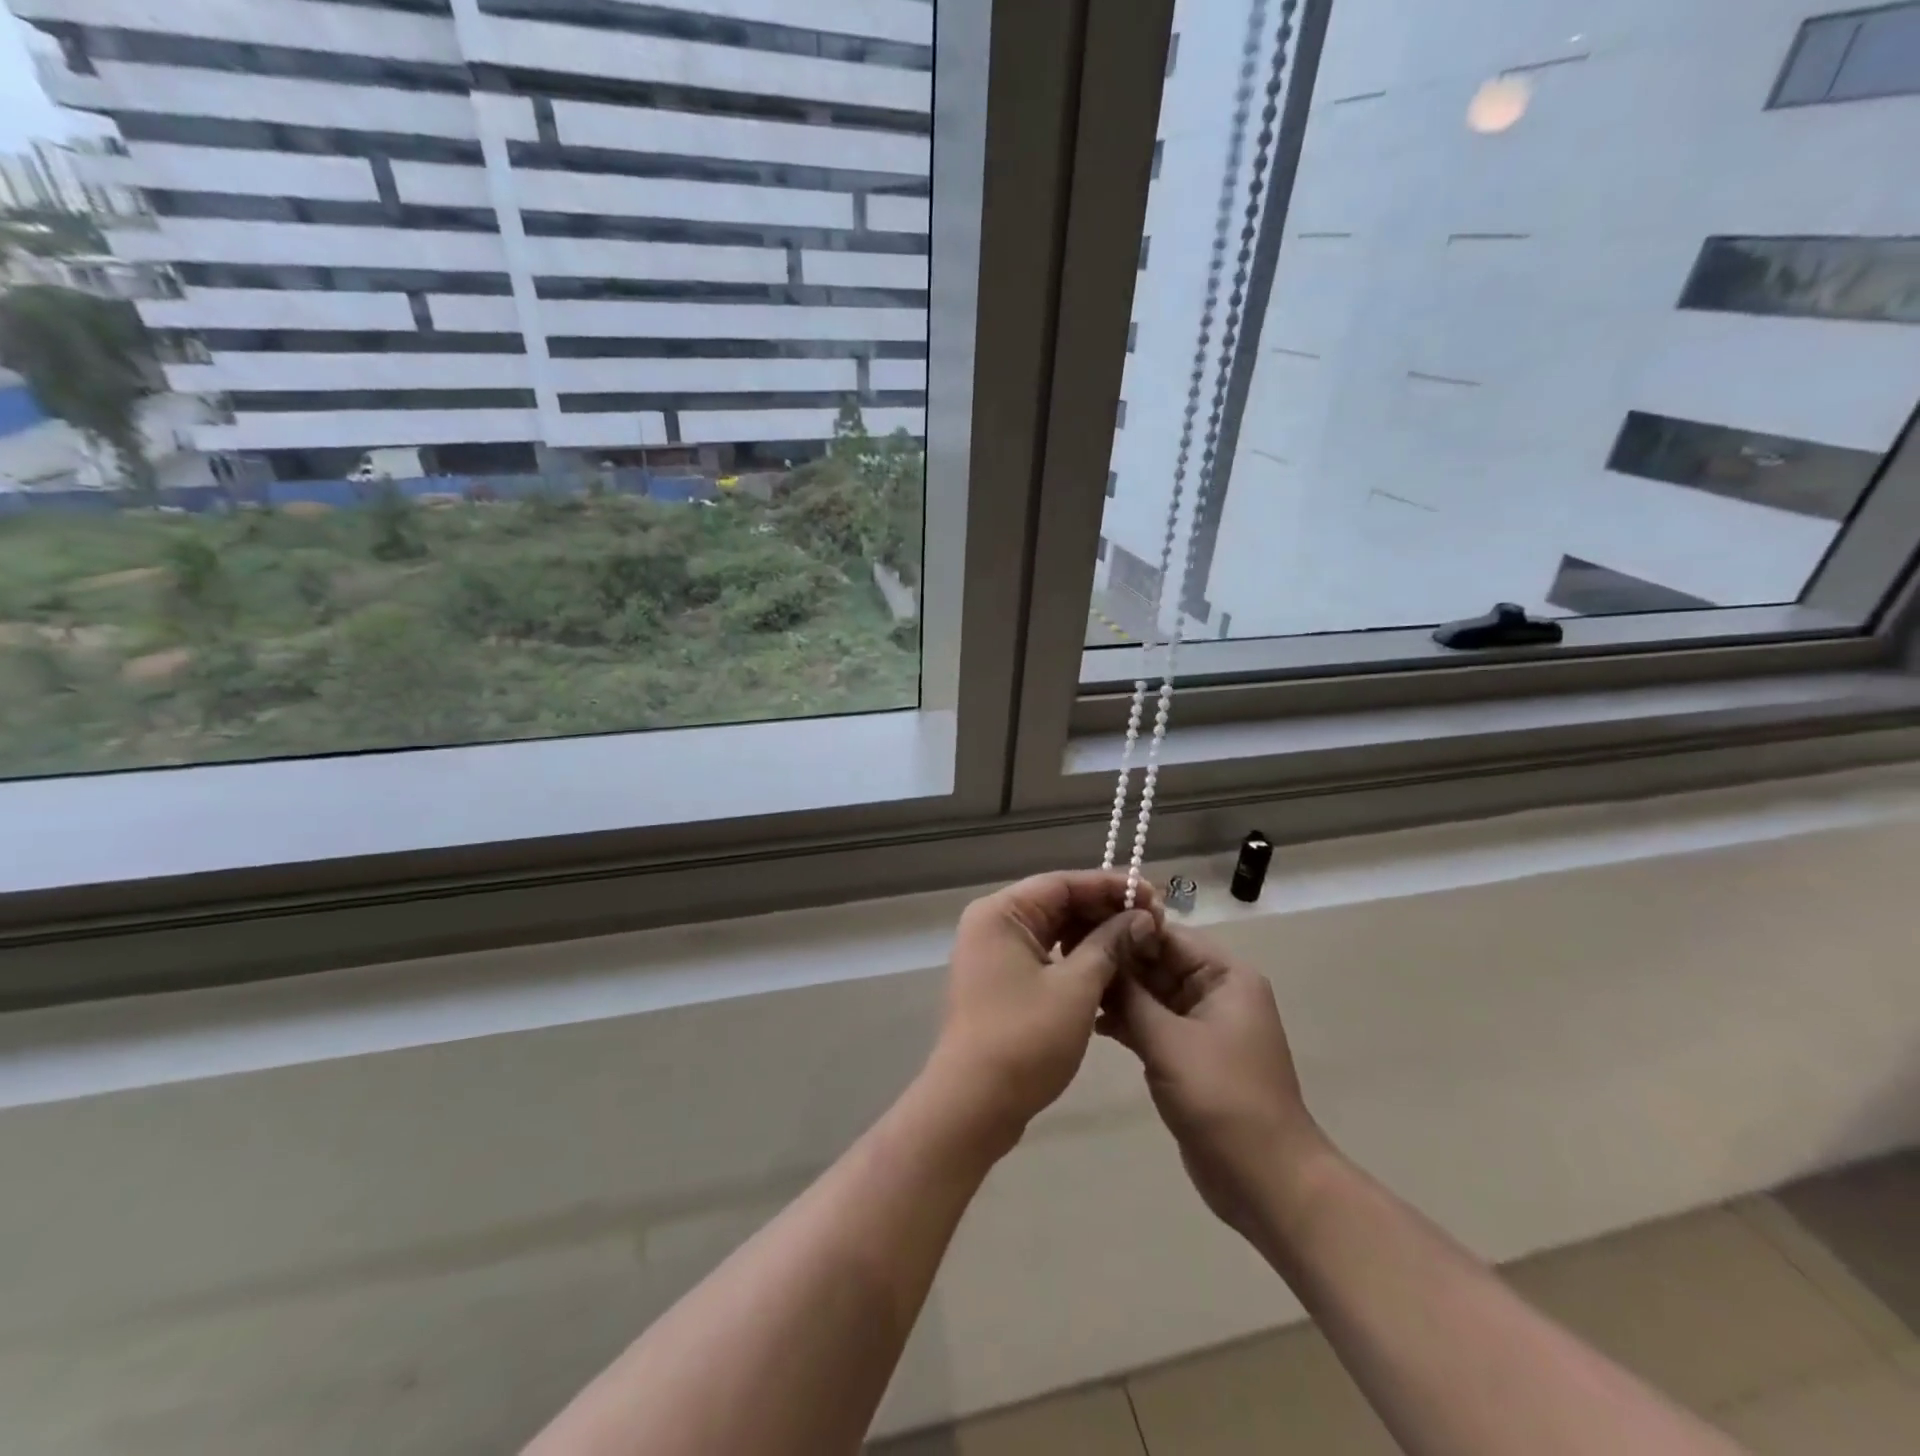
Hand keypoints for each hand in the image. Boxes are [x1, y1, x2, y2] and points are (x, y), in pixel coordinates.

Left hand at [927, 871, 1162, 1147]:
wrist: (973, 1105)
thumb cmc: (1025, 1039)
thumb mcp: (1077, 988)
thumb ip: (1110, 945)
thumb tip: (1141, 919)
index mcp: (1001, 912)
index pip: (1063, 883)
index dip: (1111, 886)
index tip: (1153, 896)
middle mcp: (992, 923)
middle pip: (1057, 903)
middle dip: (1105, 911)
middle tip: (1153, 922)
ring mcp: (993, 954)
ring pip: (1053, 931)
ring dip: (1094, 936)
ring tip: (1139, 943)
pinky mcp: (1000, 981)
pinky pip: (1044, 955)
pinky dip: (1076, 958)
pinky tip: (1111, 969)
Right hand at [1098, 925, 1332, 1245]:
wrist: (1265, 1180)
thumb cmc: (1221, 1097)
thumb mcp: (1168, 1040)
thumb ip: (1130, 996)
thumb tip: (1100, 954)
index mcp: (1225, 976)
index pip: (1169, 936)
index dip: (1126, 930)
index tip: (1080, 928)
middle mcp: (1217, 992)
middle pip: (1160, 963)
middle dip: (1118, 962)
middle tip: (1067, 957)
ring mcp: (1203, 1026)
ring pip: (1153, 994)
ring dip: (1119, 994)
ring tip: (1074, 988)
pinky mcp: (1191, 1055)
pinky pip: (1154, 1024)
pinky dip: (1128, 1022)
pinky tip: (1092, 1022)